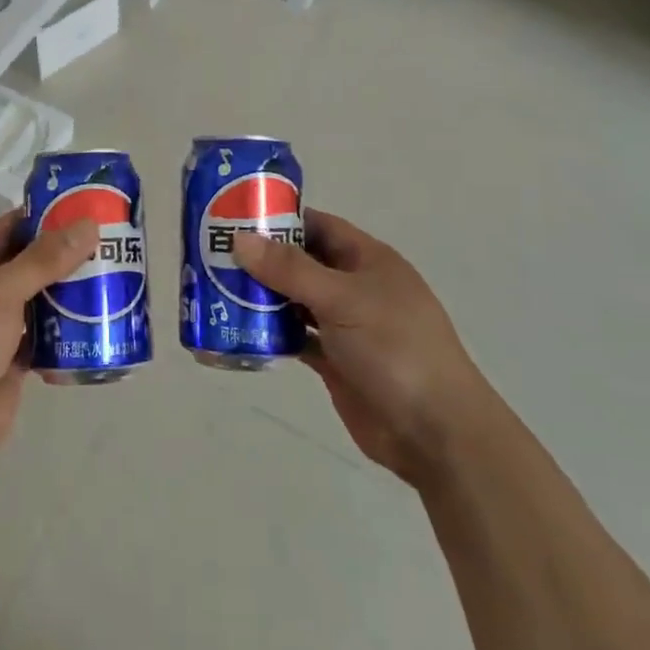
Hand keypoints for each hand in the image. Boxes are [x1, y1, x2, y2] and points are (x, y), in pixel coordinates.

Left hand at [0, 211, 97, 486]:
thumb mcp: (1, 291)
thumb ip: (44, 259)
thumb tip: (88, 223)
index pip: (11, 228)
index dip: (46, 216)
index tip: (87, 208)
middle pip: (30, 265)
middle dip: (67, 256)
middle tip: (113, 245)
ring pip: (40, 302)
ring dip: (71, 294)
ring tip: (116, 281)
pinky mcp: (11, 363)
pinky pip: (45, 339)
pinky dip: (68, 333)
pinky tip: (100, 325)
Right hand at [233, 210, 478, 486]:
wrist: (435, 432)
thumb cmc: (395, 348)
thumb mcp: (342, 299)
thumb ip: (290, 270)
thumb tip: (241, 239)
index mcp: (368, 259)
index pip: (317, 225)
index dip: (279, 219)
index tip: (233, 217)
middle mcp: (356, 287)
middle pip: (302, 262)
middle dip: (262, 259)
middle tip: (214, 255)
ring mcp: (346, 326)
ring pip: (296, 300)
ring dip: (263, 297)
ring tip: (216, 289)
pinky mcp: (336, 361)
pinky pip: (296, 337)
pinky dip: (272, 333)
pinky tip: (240, 330)